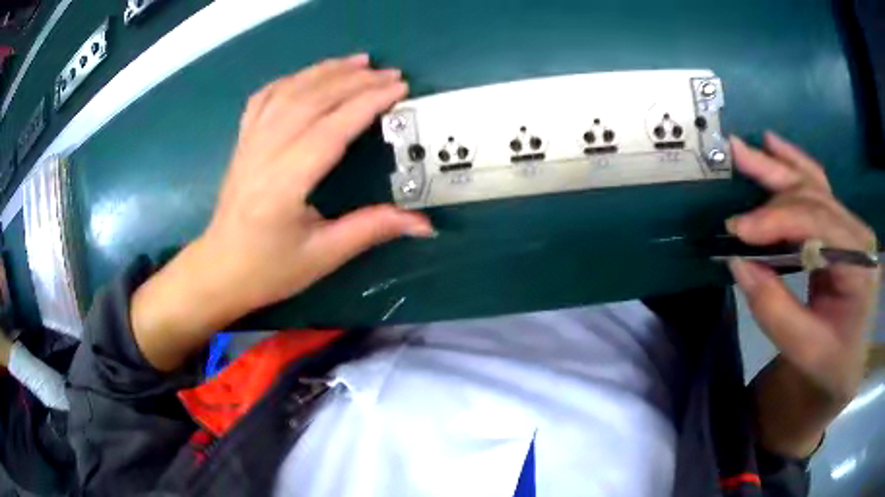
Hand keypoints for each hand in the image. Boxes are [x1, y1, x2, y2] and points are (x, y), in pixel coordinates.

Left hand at [198, 53, 433, 310]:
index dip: (368, 103)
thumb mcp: (322, 256)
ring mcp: (249, 143)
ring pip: (288, 92)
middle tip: (390, 74)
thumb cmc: (268, 270)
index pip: (331, 129)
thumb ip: (371, 229)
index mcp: (284, 184)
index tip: (400, 89)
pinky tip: (310, 75)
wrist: (219, 270)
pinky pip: (265, 98)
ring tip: (359, 61)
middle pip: (311, 101)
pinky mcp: (243, 142)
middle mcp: (264, 154)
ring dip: (325, 71)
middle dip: (355, 81)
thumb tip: (424, 223)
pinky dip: (291, 79)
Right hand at [729, 133, 879, 455]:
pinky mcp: (840, 228)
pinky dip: (794, 166)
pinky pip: (817, 189)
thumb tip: (739, 262)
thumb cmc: (831, 366)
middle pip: (815, 196)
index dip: (778, 220)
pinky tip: (775, 148)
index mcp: (859, 266)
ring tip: (746, 148)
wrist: (846, 366)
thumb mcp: (805, 351)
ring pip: (814, 184)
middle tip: (734, 162)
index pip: (819, 226)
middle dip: (773, 183)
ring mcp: (851, 227)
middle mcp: (858, 236)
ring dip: (778, 165)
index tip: (738, 231)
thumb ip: (775, 309)